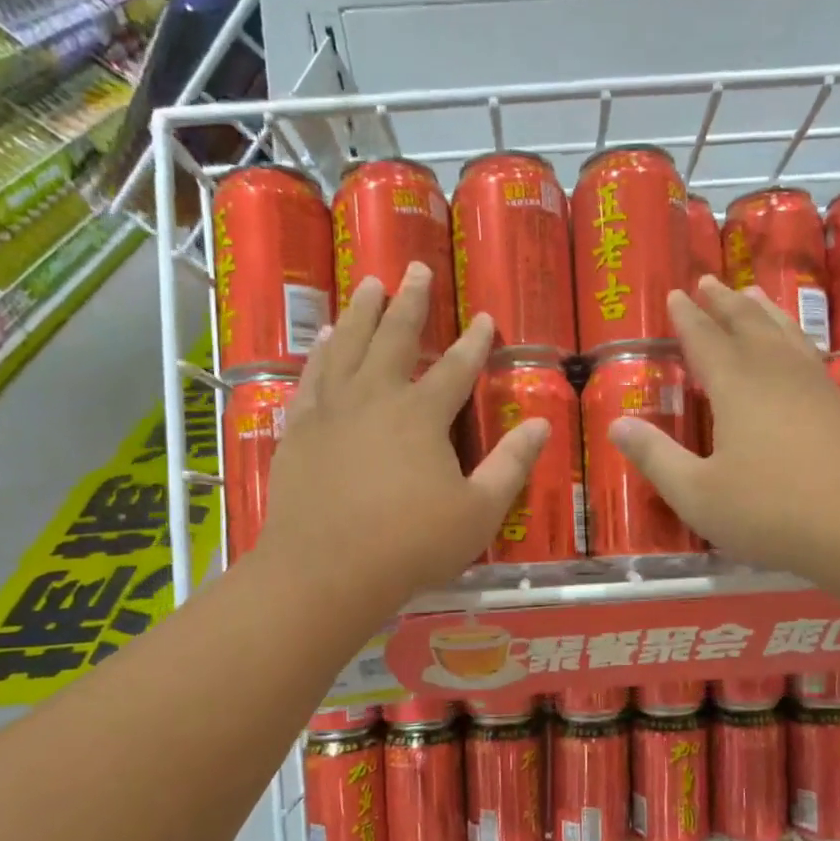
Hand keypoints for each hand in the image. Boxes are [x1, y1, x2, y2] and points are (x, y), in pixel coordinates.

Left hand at [256, 264, 549, 610]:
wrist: (326, 572)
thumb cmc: (410, 545)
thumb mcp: (478, 512)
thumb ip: (510, 465)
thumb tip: (540, 425)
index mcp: (421, 416)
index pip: (455, 368)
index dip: (474, 342)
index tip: (484, 317)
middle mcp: (374, 399)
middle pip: (394, 338)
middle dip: (410, 303)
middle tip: (415, 268)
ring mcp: (330, 412)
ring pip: (346, 347)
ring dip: (359, 313)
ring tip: (367, 285)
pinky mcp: (299, 431)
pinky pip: (310, 380)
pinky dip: (319, 356)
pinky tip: (322, 343)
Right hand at [609, 277, 839, 591]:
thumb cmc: (773, 512)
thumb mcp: (698, 495)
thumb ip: (656, 458)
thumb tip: (616, 425)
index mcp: (737, 387)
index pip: (706, 339)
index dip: (687, 318)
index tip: (675, 295)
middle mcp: (777, 373)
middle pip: (748, 325)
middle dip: (724, 303)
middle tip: (710, 281)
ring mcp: (817, 387)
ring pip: (784, 334)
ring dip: (763, 312)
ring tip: (752, 294)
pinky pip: (808, 354)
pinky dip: (793, 338)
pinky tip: (797, 349)